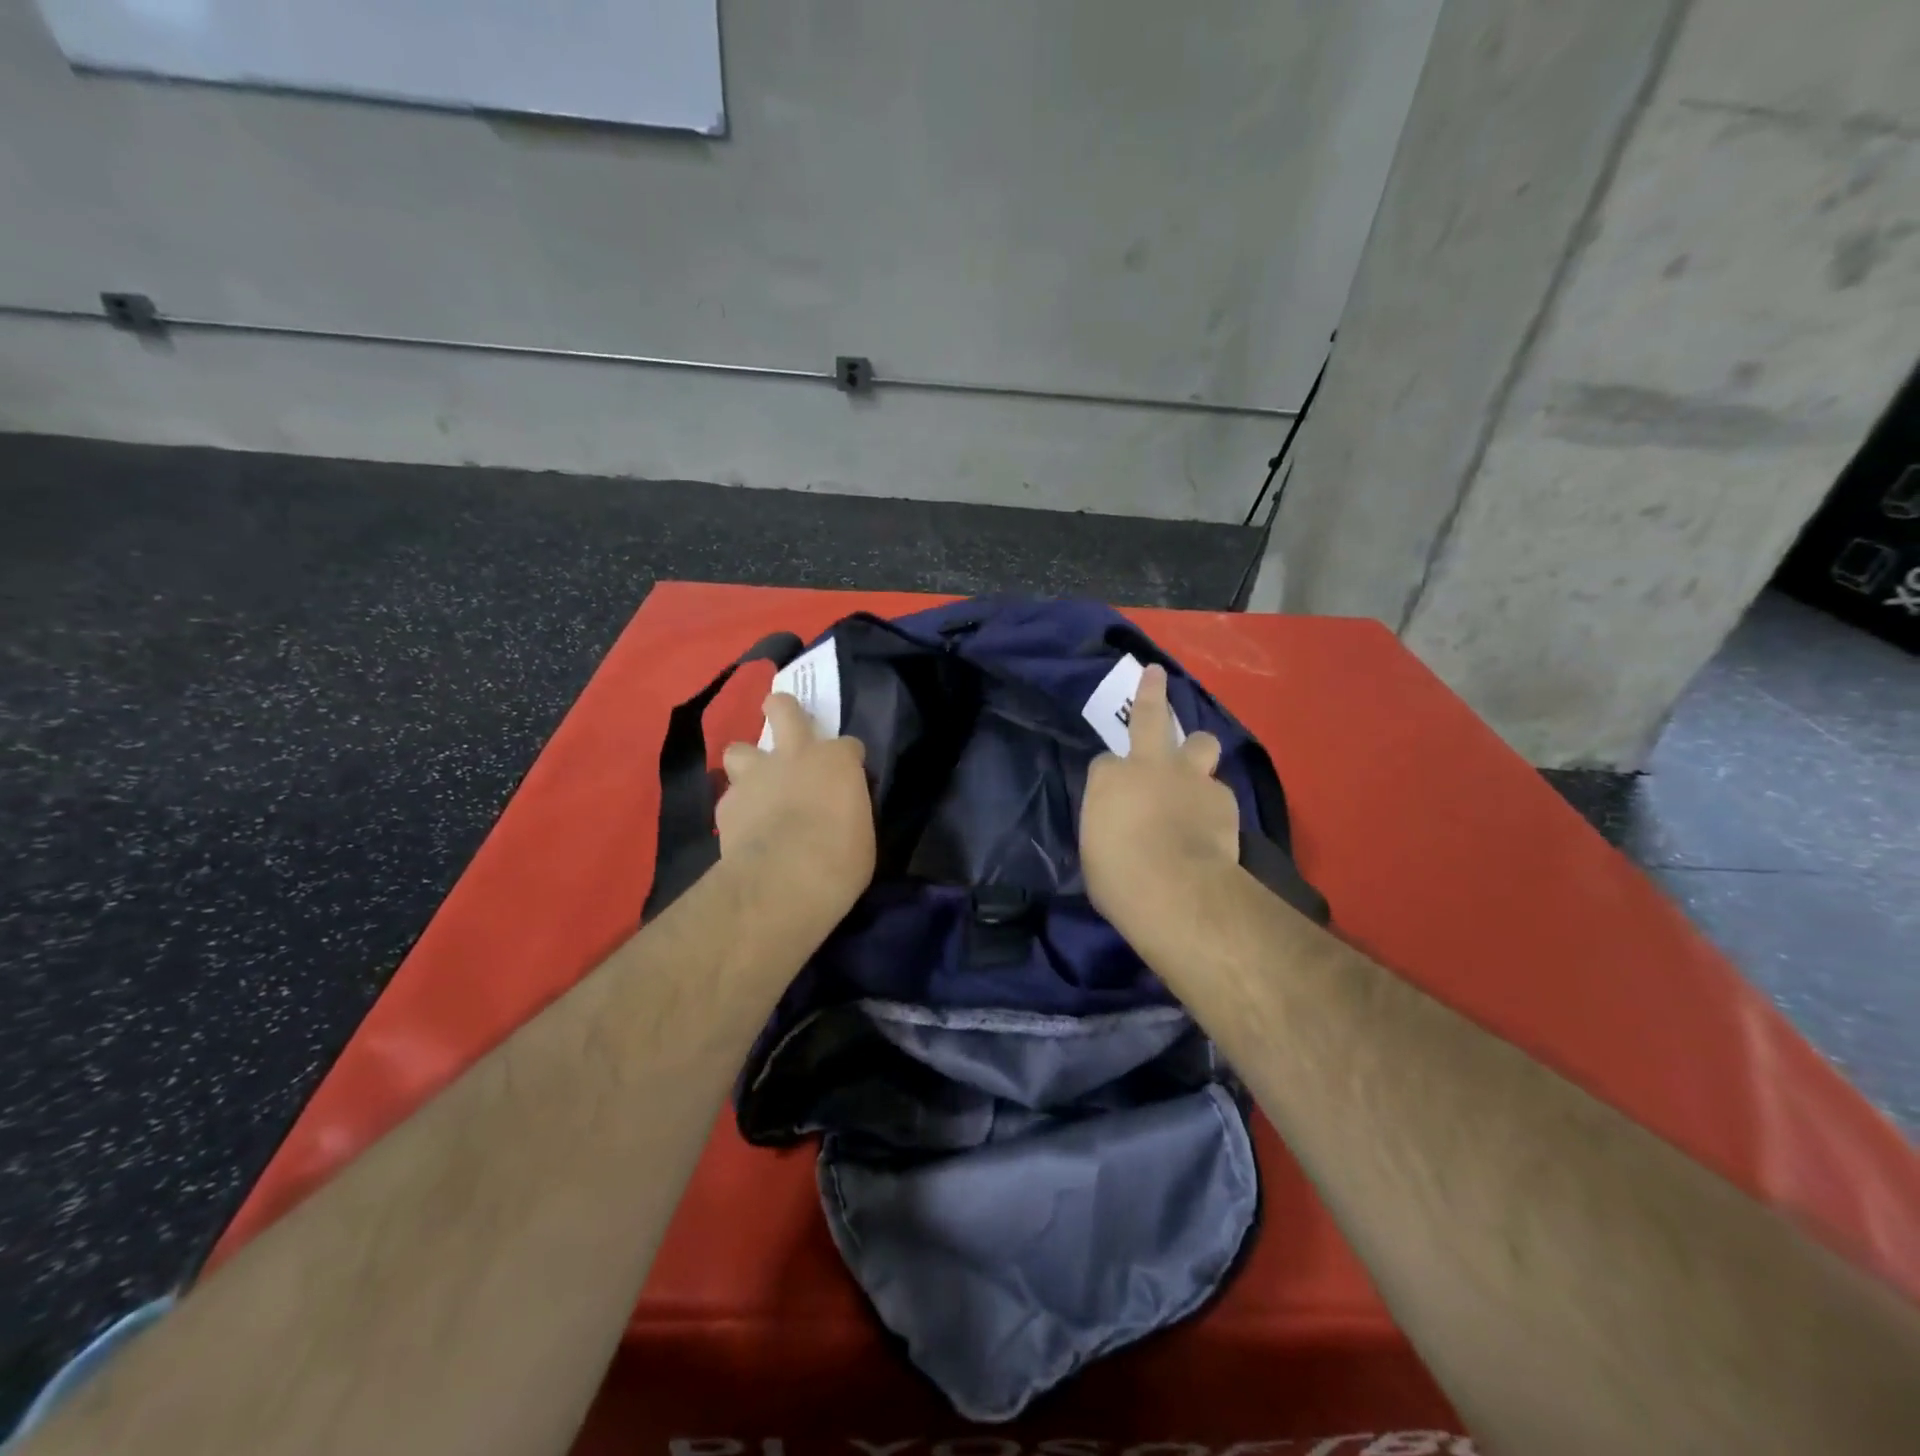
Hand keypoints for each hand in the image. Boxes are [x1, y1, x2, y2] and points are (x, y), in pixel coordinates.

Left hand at [718, 693, 875, 921]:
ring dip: (747, 762)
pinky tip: (743, 826)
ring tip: (754, 783)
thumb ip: (848, 810)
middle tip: (783, 719)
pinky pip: (730, 797)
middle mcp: (795, 756)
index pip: (849, 745)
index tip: (849, 777)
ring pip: (739, 749)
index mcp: (836, 761)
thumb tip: (840, 813)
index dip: (848, 759)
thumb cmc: (840, 859)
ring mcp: (756, 776)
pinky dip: (737, 808)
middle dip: (783, 708)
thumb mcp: (862, 833)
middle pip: (784, 709)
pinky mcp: (727, 805)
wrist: (785, 880)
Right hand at [1081, 665, 1239, 930]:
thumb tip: (1118, 830)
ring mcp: (1191, 778)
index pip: (1104, 763)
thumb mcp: (1095, 851)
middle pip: (1152, 716)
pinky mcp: (1223, 799)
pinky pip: (1219, 792)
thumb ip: (1108, 827)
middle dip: (1152, 692)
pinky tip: (1213, 824)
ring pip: (1201, 743)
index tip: (1111, 795)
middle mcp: (1150, 765)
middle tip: (1155, 674)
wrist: (1176, 889)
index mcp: (1110, 778)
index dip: (1110, 776)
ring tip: (1197, 770)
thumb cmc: (1118, 877)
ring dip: (1198, 751)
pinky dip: (1214, 803)